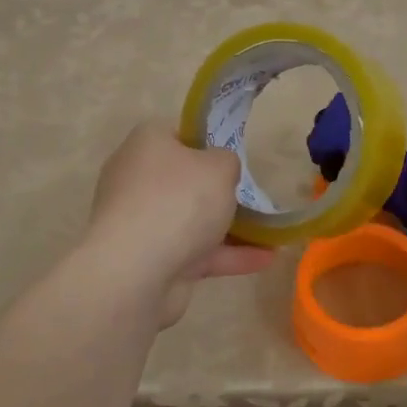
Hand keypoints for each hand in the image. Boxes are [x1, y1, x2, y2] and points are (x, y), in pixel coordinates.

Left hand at [86, 124, 274, 325]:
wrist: (136, 271)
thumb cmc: (179, 200)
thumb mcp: (219, 167)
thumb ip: (227, 161)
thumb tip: (221, 168)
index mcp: (147, 145)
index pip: (178, 134)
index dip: (207, 142)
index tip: (234, 157)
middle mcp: (138, 180)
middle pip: (186, 180)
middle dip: (219, 191)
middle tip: (253, 195)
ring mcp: (143, 223)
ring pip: (192, 220)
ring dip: (230, 228)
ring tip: (271, 233)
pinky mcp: (152, 260)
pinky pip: (196, 253)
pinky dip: (228, 256)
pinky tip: (265, 259)